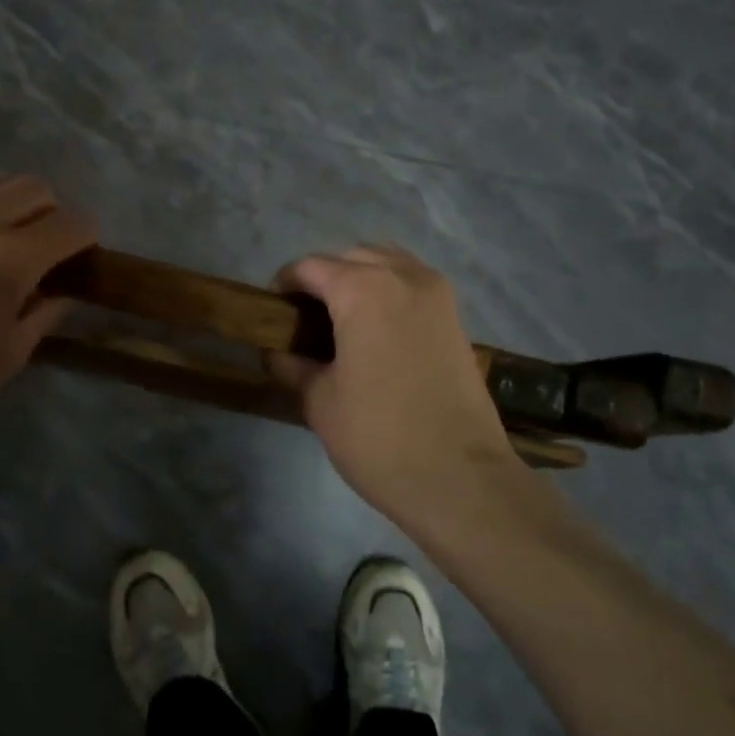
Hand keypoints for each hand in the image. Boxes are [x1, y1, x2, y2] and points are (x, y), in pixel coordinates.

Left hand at [0, 174, 93, 459]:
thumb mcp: (7, 357)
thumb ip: (44, 314)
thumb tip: (64, 291)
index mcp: (7, 261)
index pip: (71, 224)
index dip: (88, 236)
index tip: (87, 254)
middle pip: (38, 189)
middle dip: (56, 214)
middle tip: (50, 248)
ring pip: (0, 180)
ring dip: (19, 202)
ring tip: (14, 235)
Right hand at [269, 246, 519, 528]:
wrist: (461, 477)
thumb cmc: (379, 437)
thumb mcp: (320, 402)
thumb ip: (292, 366)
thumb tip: (275, 353)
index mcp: (362, 290)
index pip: (310, 267)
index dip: (285, 285)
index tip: (273, 311)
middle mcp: (402, 277)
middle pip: (351, 257)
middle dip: (324, 278)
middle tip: (305, 319)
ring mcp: (436, 294)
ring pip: (387, 263)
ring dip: (360, 278)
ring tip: (342, 320)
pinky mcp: (455, 316)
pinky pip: (413, 283)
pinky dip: (390, 291)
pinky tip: (377, 330)